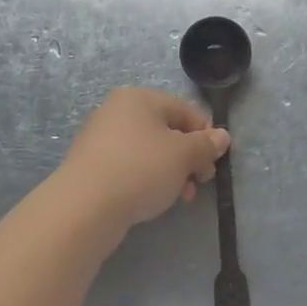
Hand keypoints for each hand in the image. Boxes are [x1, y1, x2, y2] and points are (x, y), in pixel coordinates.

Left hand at [54, 87, 228, 236]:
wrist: (84, 207)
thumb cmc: (140, 169)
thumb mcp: (183, 155)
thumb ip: (205, 145)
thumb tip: (222, 136)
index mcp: (139, 98)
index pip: (185, 109)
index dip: (205, 134)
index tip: (215, 161)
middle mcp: (117, 111)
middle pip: (166, 130)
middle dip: (188, 157)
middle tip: (200, 181)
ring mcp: (101, 138)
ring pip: (149, 151)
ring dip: (171, 172)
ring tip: (181, 197)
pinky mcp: (91, 166)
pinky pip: (129, 166)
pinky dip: (147, 179)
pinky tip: (154, 200)